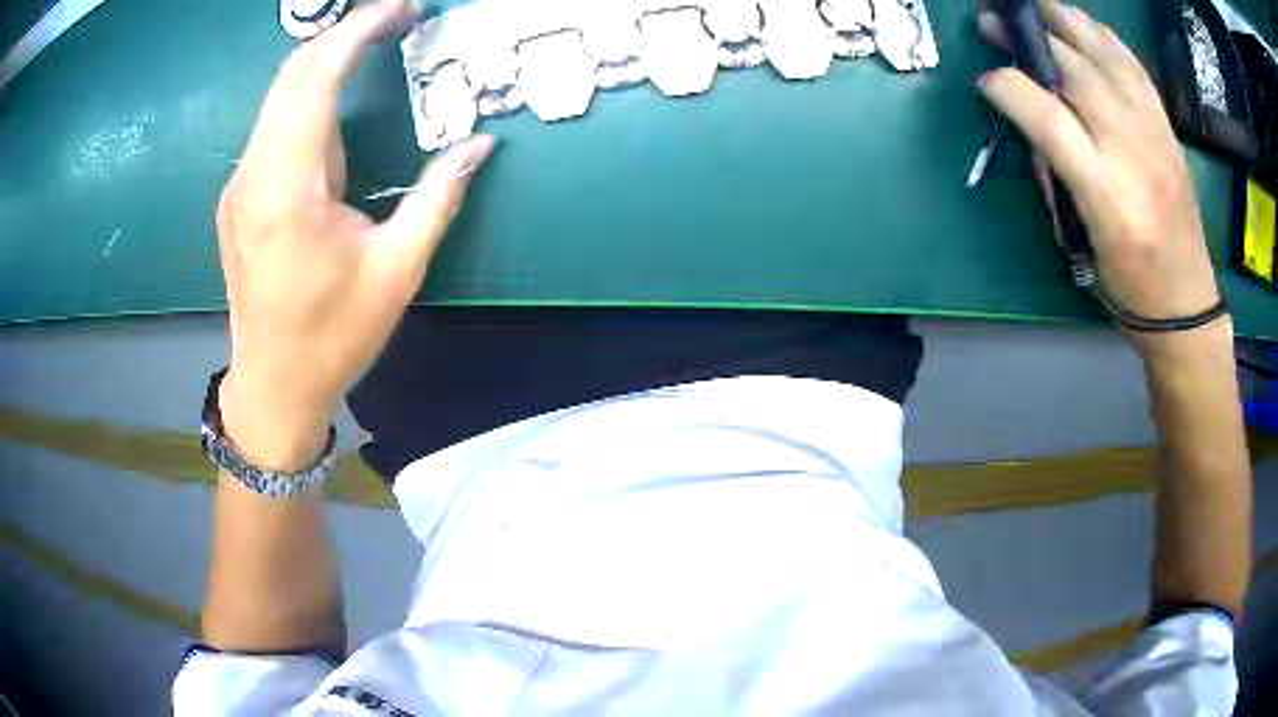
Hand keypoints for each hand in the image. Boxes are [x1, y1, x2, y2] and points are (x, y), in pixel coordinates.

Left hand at [216, 0, 494, 468]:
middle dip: (343, 36)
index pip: (316, 77)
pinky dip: (308, 99)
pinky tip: (337, 107)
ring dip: (325, 65)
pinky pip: (272, 127)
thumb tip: (479, 144)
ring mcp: (239, 185)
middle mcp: (253, 174)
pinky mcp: (239, 198)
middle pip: (291, 75)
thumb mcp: (396, 272)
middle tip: (395, 22)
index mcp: (288, 187)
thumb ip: (437, 197)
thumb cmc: (332, 338)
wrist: (272, 388)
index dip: (359, 30)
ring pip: (278, 98)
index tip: (402, 10)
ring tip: (374, 50)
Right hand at [976, 1, 1221, 343]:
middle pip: (1080, 78)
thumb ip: (1058, 178)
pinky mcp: (1170, 134)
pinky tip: (1087, 24)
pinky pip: (1137, 72)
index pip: (1051, 121)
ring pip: (1111, 63)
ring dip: (1071, 25)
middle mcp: (1135, 159)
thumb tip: (1037, 125)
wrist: (1187, 307)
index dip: (1013, 89)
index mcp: (1107, 200)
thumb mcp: (1082, 244)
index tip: (988, 78)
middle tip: (998, 21)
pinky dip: (1109, 41)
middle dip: (1033, 42)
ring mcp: (1157, 141)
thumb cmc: (1129, 289)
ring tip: (1041, 6)